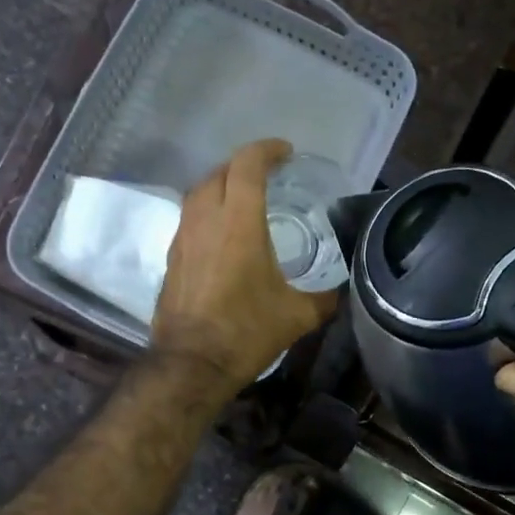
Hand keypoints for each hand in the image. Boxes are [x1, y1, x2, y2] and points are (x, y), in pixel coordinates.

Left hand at [152, 139, 340, 393]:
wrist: (191, 363)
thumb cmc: (246, 332)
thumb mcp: (297, 315)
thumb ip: (324, 297)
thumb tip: (342, 291)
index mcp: (239, 222)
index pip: (248, 165)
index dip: (267, 151)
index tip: (286, 153)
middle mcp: (206, 220)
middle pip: (220, 172)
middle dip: (245, 165)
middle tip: (269, 175)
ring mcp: (183, 237)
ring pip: (199, 192)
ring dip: (222, 186)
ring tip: (245, 199)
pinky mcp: (172, 257)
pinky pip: (190, 218)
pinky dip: (208, 212)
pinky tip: (223, 233)